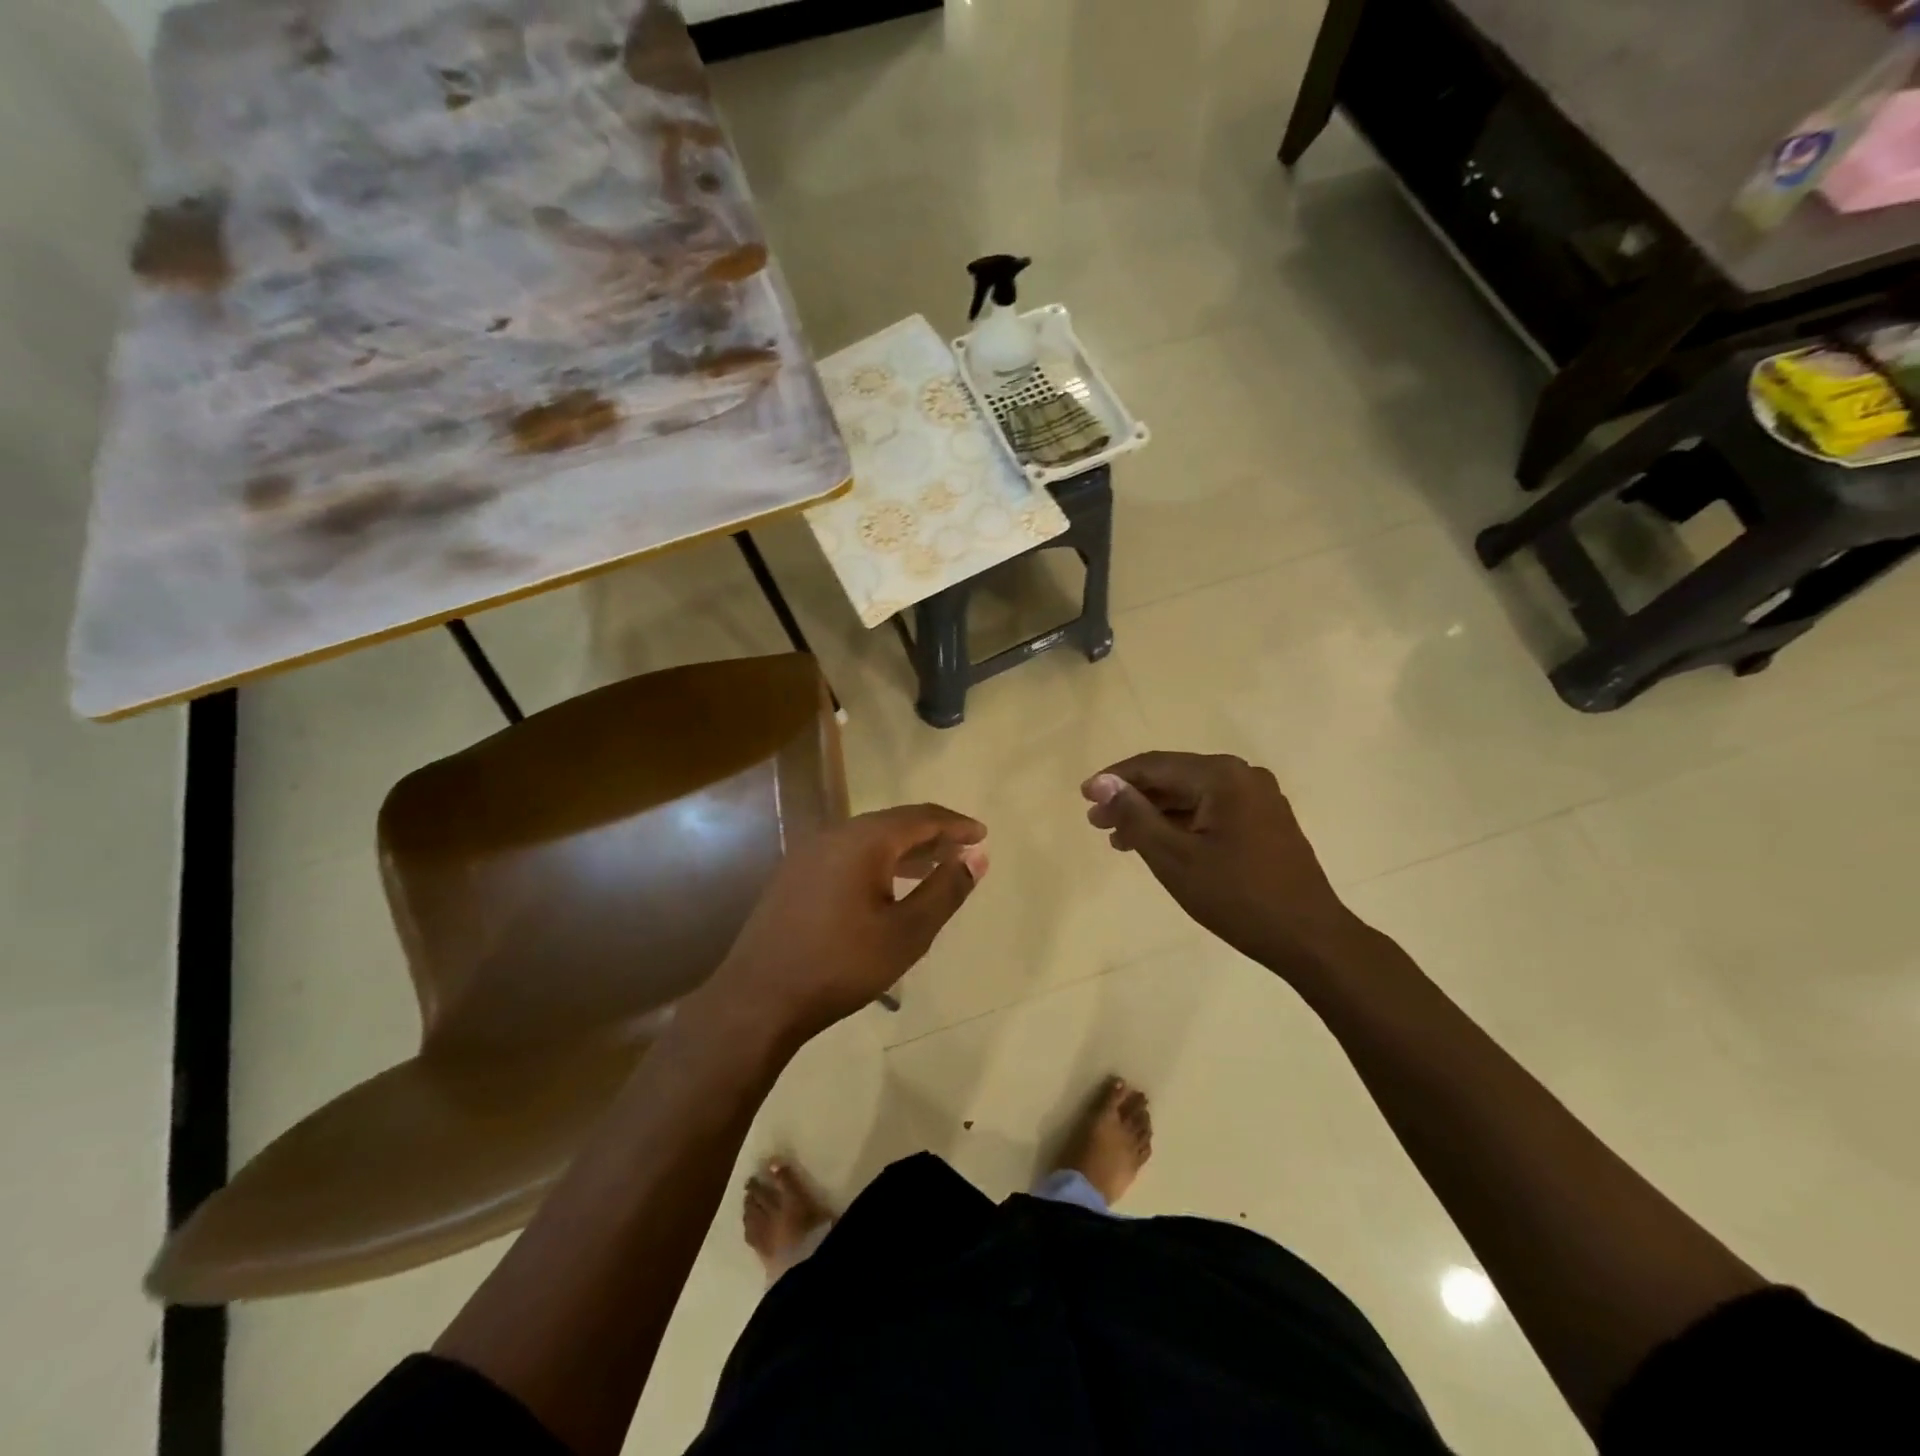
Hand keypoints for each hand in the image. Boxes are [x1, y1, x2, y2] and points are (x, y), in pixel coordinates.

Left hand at [705, 804, 988, 1045]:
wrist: (759, 999)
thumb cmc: (842, 965)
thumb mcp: (907, 933)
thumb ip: (946, 890)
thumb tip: (977, 857)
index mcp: (864, 840)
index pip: (921, 817)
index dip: (956, 824)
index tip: (982, 835)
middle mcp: (834, 834)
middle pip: (893, 823)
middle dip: (931, 835)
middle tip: (962, 851)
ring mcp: (809, 853)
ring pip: (868, 840)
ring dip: (904, 850)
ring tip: (934, 867)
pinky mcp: (794, 875)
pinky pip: (847, 855)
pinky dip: (877, 862)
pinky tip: (887, 886)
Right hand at [1082, 752, 1363, 981]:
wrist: (1309, 939)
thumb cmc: (1236, 897)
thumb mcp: (1173, 857)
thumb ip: (1135, 815)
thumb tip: (1103, 783)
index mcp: (1222, 776)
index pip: (1155, 765)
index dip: (1115, 779)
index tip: (1083, 797)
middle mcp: (1243, 776)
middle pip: (1174, 778)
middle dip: (1133, 799)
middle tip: (1096, 823)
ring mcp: (1259, 799)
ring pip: (1192, 797)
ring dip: (1154, 815)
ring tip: (1119, 840)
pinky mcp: (1265, 822)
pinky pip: (1212, 812)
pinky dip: (1181, 825)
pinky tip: (1158, 845)